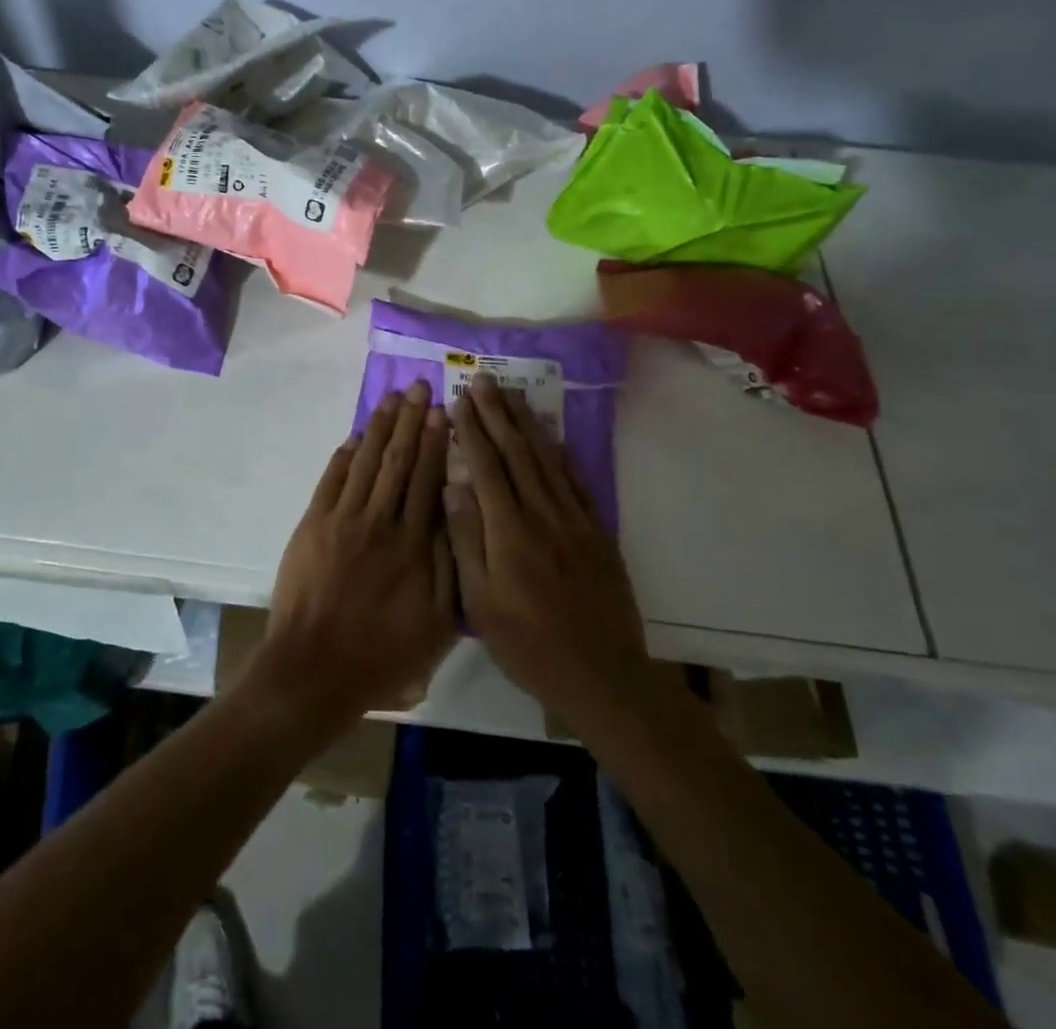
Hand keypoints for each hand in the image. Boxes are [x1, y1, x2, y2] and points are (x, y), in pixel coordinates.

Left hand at [254, 379, 456, 725]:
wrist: (315, 668)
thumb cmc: (382, 653)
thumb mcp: (435, 622)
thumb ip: (449, 565)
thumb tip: (456, 514)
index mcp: (413, 544)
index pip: (427, 479)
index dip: (435, 442)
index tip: (442, 411)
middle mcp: (379, 521)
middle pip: (397, 460)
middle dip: (409, 420)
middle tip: (418, 386)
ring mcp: (342, 519)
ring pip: (365, 461)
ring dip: (379, 427)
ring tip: (391, 399)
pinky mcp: (313, 524)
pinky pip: (331, 480)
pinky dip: (344, 455)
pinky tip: (355, 436)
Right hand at [445, 374, 648, 723]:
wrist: (602, 675)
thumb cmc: (528, 644)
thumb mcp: (480, 603)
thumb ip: (466, 540)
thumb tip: (453, 486)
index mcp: (508, 532)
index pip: (487, 466)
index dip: (472, 430)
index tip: (459, 400)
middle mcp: (542, 515)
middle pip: (517, 452)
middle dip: (497, 413)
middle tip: (484, 381)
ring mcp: (574, 520)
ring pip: (546, 459)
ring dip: (527, 423)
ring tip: (512, 394)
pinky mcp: (596, 531)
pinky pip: (575, 480)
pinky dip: (560, 452)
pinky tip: (550, 435)